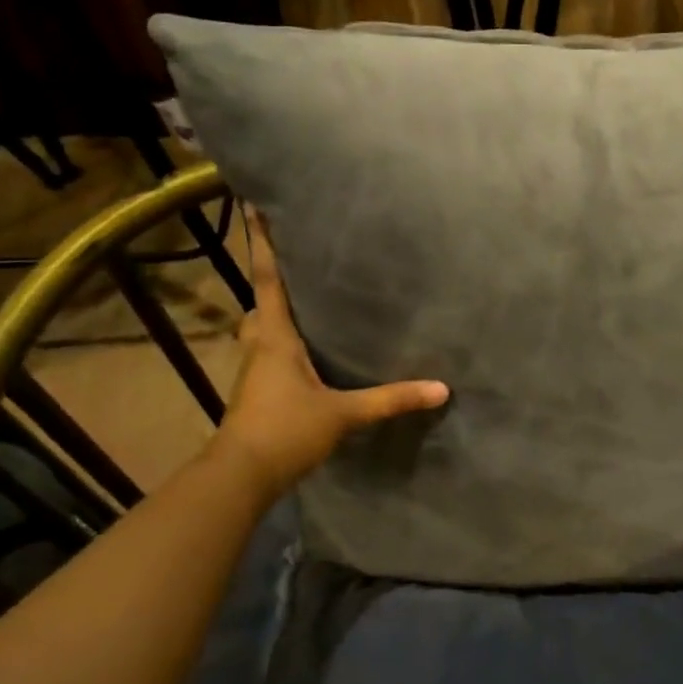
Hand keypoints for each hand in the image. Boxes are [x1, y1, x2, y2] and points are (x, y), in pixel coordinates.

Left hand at [210, 206, 448, 501]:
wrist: (241, 477)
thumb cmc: (286, 432)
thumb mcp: (344, 415)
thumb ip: (391, 399)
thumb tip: (441, 389)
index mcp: (275, 338)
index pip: (268, 281)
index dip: (263, 244)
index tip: (254, 207)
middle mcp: (260, 347)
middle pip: (260, 304)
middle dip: (271, 281)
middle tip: (295, 262)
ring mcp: (254, 373)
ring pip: (261, 331)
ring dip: (274, 315)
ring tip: (304, 306)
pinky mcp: (256, 394)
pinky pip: (268, 355)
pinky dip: (281, 344)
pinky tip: (305, 356)